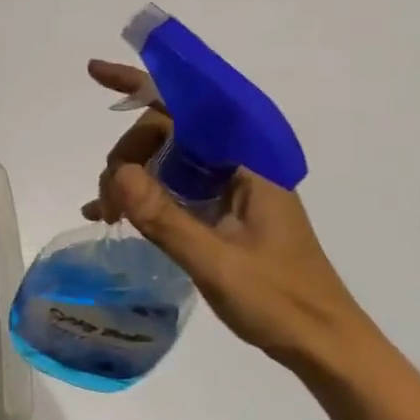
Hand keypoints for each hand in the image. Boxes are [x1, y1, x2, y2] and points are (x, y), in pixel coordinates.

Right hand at [84, 61, 380, 376]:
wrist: (324, 347)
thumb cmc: (281, 302)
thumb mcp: (218, 262)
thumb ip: (166, 217)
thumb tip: (116, 174)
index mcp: (244, 161)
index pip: (184, 106)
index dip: (138, 84)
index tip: (96, 73)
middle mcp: (234, 165)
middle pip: (165, 132)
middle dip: (127, 154)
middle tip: (106, 201)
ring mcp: (226, 188)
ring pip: (163, 160)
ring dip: (128, 177)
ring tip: (104, 212)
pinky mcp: (219, 213)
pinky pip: (169, 190)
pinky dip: (140, 198)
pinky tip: (108, 216)